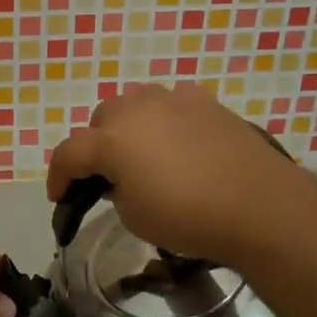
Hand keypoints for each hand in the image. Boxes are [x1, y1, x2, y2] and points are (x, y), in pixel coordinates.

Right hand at [47, 83, 308, 267]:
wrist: (258, 205)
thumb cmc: (188, 217)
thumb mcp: (134, 216)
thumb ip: (115, 190)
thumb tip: (122, 179)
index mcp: (111, 139)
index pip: (68, 153)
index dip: (57, 177)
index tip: (59, 199)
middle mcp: (136, 109)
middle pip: (100, 121)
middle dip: (95, 147)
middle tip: (106, 176)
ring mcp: (173, 99)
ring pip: (134, 104)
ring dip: (128, 127)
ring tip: (141, 153)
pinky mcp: (205, 102)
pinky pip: (171, 104)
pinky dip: (165, 119)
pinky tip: (177, 140)